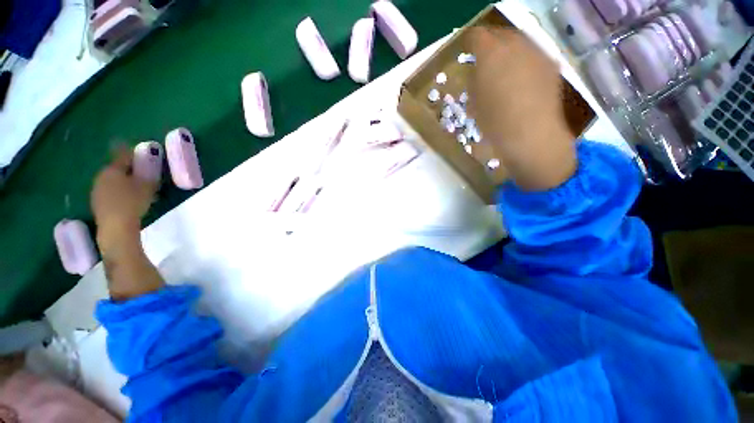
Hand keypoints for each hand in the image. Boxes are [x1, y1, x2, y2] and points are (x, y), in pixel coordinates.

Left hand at [91, 146, 163, 299]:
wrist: (116, 229)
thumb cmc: (131, 203)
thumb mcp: (146, 185)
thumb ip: (147, 170)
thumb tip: (150, 156)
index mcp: (111, 171)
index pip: (122, 157)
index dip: (132, 153)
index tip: (141, 150)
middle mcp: (101, 178)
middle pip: (116, 169)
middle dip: (128, 168)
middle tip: (142, 170)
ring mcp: (97, 192)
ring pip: (112, 181)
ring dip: (124, 180)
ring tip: (137, 185)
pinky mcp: (99, 205)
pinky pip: (110, 191)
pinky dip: (119, 191)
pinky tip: (128, 197)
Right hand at [467, 26, 576, 190]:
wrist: (531, 134)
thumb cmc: (494, 122)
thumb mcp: (474, 102)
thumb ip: (474, 80)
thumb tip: (477, 70)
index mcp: (491, 53)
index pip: (477, 36)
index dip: (470, 43)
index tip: (467, 52)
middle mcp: (516, 44)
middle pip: (500, 34)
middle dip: (490, 44)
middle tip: (484, 59)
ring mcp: (537, 52)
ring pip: (518, 42)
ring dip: (508, 51)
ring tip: (502, 68)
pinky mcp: (550, 64)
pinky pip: (532, 54)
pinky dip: (523, 60)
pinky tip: (520, 78)